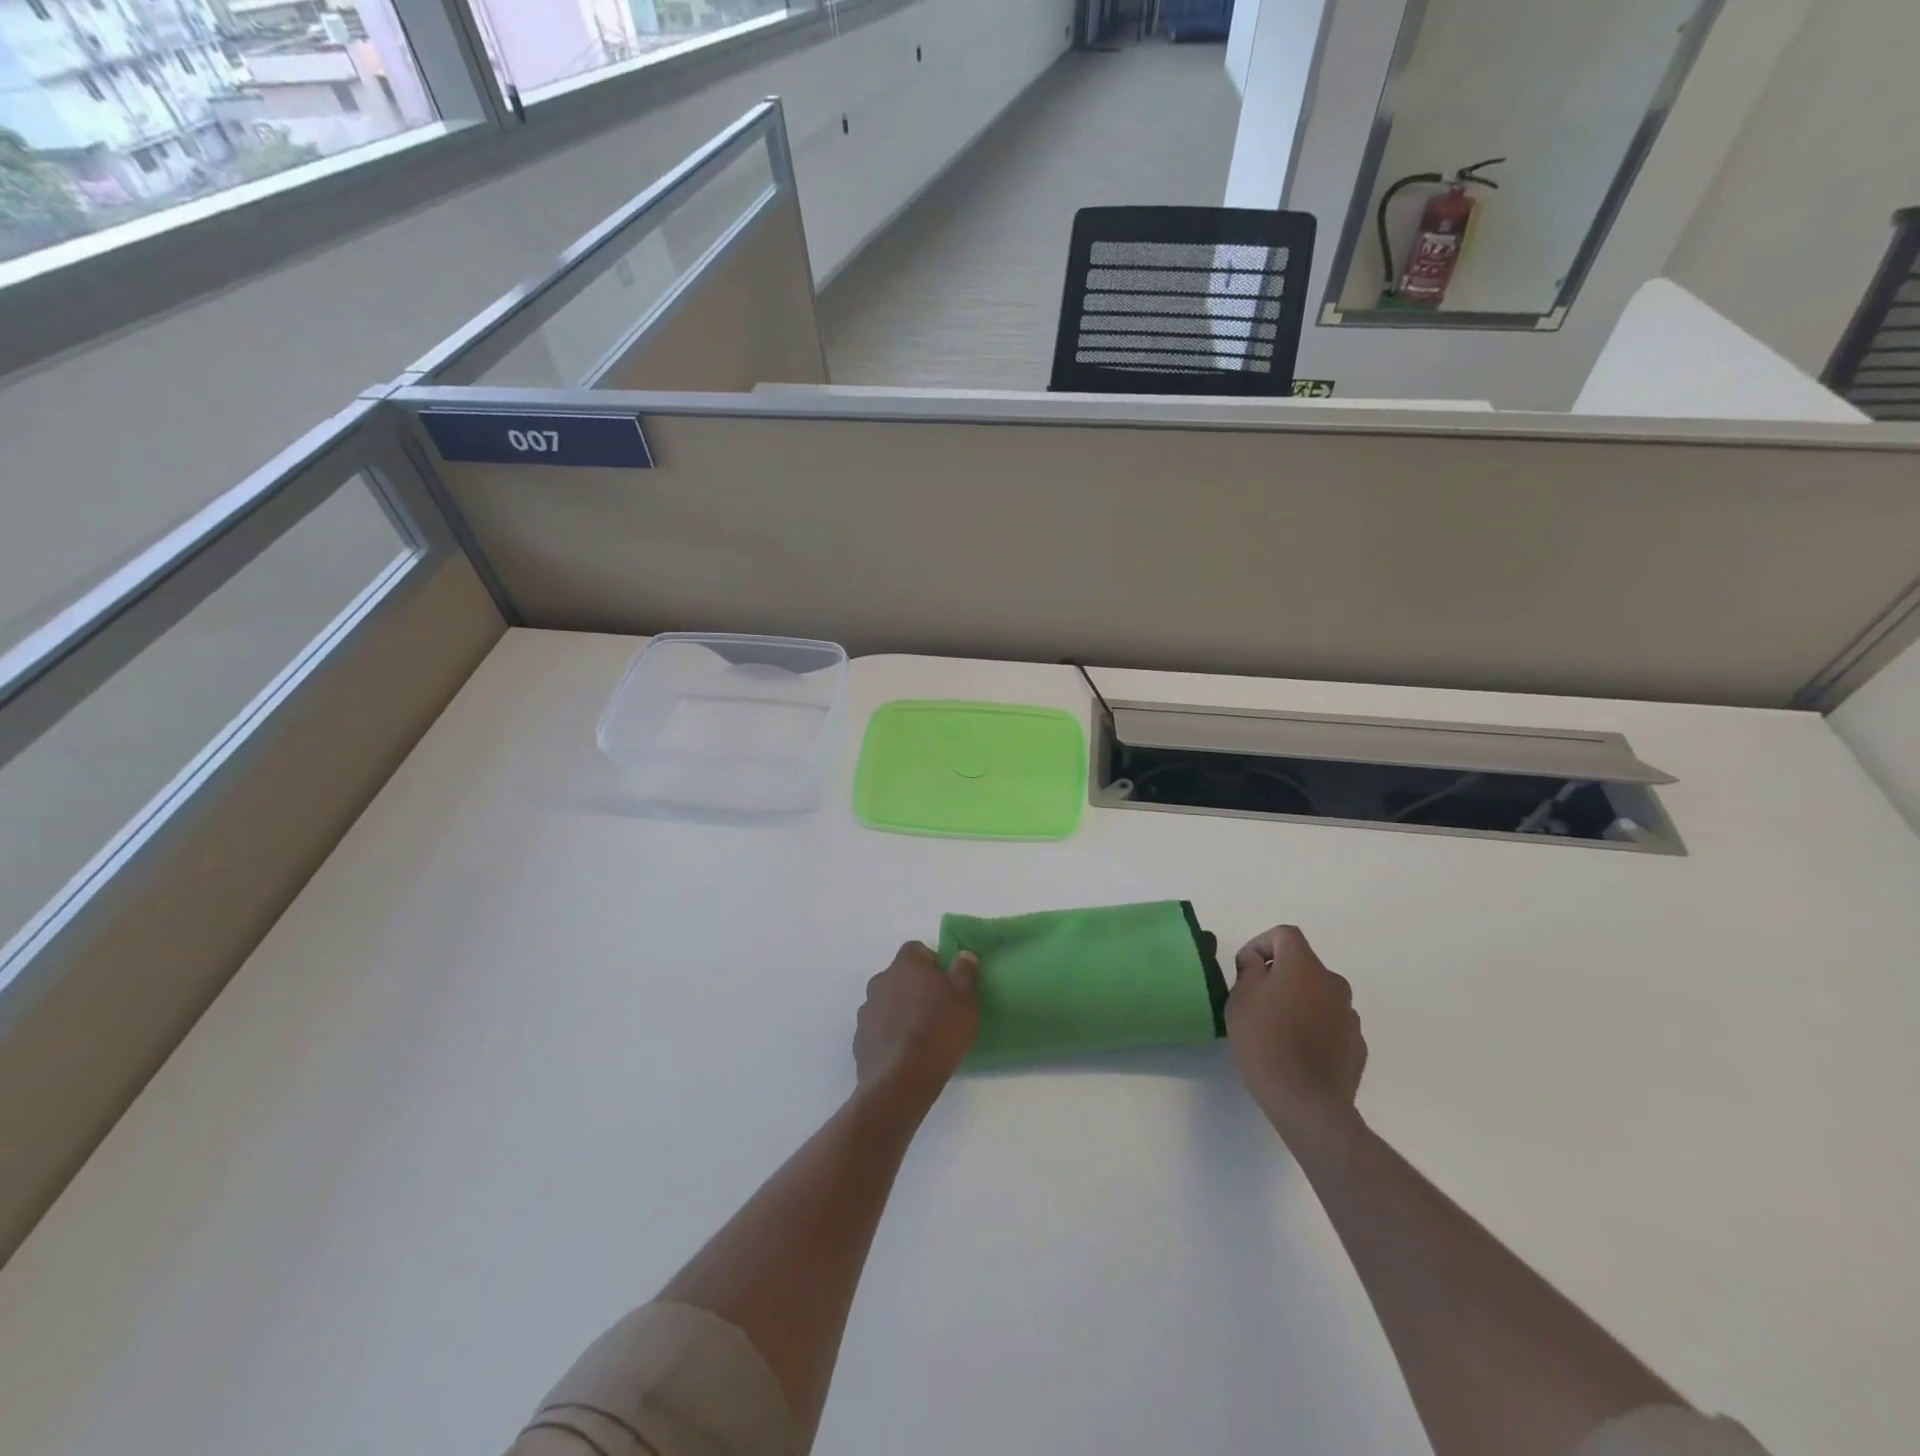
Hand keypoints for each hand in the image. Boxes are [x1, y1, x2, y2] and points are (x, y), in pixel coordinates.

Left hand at [854, 942, 979, 1110]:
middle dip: (915, 988)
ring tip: (920, 1035)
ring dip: (900, 1010)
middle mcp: (880, 980)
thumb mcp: (966, 1000)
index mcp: (906, 965)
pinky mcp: (859, 1038)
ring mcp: (866, 1010)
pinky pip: (878, 1027)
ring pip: (887, 1001)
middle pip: (900, 976)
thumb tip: (963, 954)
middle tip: (936, 1010)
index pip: (917, 950)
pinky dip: (889, 1033)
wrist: (901, 1081)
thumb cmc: (939, 1032)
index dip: (933, 964)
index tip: (946, 984)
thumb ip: (964, 972)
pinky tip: (904, 1053)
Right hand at [1226, 926, 1366, 1135]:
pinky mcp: (1357, 1045)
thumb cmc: (1264, 1041)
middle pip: (1303, 965)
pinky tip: (1297, 1051)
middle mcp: (1333, 983)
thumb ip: (1250, 971)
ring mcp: (1349, 1015)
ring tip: (1276, 1029)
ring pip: (1318, 995)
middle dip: (1279, 975)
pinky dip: (1314, 1027)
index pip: (1284, 934)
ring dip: (1298, 1001)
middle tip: (1255, 1000)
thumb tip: (1260, 964)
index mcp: (1304, 966)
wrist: (1306, 1102)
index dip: (1260, 944)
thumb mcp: (1240, 999)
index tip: (1244, 970)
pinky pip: (1330, 1023)